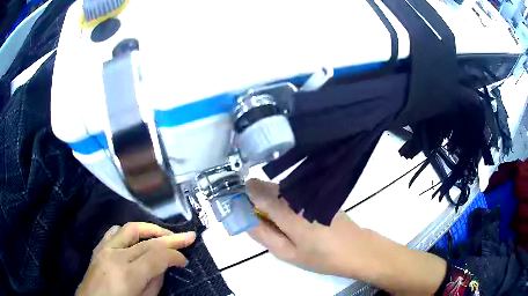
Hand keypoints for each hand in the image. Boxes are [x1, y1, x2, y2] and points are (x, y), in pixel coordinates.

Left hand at [76, 222, 195, 295]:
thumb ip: (154, 283)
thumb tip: (163, 267)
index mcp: (127, 274)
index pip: (156, 256)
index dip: (175, 255)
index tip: (185, 260)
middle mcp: (114, 256)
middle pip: (146, 239)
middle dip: (170, 237)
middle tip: (187, 237)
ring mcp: (104, 248)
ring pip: (129, 228)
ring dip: (150, 230)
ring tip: (163, 235)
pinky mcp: (98, 248)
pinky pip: (114, 232)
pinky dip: (130, 231)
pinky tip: (137, 238)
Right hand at [247, 179, 370, 277]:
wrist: (357, 249)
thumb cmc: (322, 256)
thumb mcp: (289, 253)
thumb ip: (265, 236)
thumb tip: (245, 220)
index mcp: (288, 212)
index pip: (258, 193)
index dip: (243, 194)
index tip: (234, 201)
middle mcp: (298, 197)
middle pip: (268, 188)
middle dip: (255, 197)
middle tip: (252, 215)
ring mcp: (310, 194)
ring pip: (280, 189)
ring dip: (269, 198)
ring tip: (269, 218)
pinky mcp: (318, 195)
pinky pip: (293, 192)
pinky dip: (283, 199)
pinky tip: (288, 215)